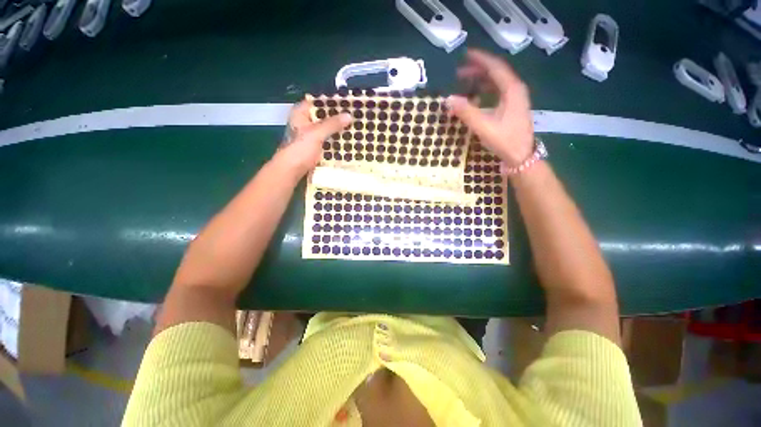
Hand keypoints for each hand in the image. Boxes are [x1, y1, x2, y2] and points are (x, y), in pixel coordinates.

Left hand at [273, 101, 351, 177]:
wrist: (292, 170)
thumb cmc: (300, 149)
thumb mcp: (316, 133)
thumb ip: (332, 124)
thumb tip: (349, 115)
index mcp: (301, 113)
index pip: (318, 102)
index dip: (332, 102)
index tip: (347, 102)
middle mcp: (306, 122)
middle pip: (324, 116)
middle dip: (338, 117)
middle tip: (355, 115)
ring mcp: (312, 135)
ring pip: (328, 129)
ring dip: (339, 129)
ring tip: (355, 126)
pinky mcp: (317, 146)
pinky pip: (329, 140)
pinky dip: (337, 139)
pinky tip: (349, 140)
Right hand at [446, 49, 534, 166]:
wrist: (521, 157)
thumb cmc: (505, 140)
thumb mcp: (484, 126)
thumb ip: (466, 112)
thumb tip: (448, 99)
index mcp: (512, 89)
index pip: (495, 67)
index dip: (480, 59)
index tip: (465, 54)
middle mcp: (515, 90)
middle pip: (496, 73)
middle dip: (477, 70)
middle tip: (459, 73)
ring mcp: (514, 99)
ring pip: (497, 83)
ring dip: (480, 81)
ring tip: (464, 83)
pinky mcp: (511, 108)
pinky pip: (497, 93)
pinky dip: (485, 92)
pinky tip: (475, 97)